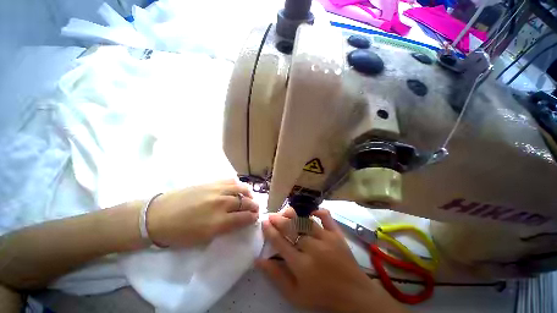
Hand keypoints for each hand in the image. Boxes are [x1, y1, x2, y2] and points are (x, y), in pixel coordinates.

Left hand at [146, 180, 258, 247]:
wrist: (157, 216)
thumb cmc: (179, 233)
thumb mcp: (204, 238)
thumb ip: (225, 228)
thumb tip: (238, 221)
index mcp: (219, 221)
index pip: (244, 217)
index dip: (252, 217)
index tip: (255, 218)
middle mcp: (221, 203)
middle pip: (245, 202)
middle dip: (254, 206)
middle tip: (255, 209)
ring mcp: (217, 190)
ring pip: (241, 189)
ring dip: (249, 194)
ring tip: (249, 197)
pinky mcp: (211, 182)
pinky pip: (231, 181)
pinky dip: (238, 185)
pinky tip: (238, 188)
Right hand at [257, 208, 406, 312]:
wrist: (353, 295)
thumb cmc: (321, 296)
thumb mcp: (295, 294)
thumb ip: (276, 277)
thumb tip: (259, 260)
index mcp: (301, 265)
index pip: (280, 242)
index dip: (270, 231)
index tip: (264, 222)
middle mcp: (312, 248)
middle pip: (291, 228)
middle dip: (278, 220)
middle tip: (271, 215)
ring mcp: (326, 238)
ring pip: (305, 220)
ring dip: (293, 215)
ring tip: (285, 212)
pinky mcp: (337, 234)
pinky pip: (326, 217)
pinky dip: (318, 211)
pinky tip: (311, 211)